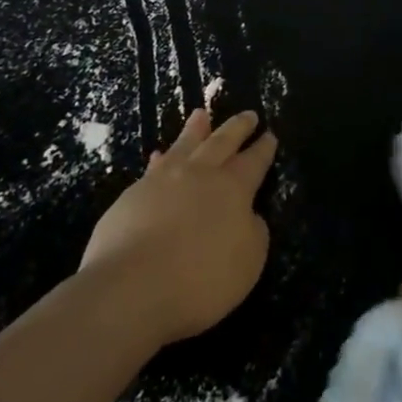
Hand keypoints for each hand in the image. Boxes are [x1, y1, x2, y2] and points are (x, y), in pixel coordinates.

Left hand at [78, 109, 277, 347]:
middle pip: (223, 142)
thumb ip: (253, 233)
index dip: (263, 149)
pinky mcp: (133, 195)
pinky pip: (154, 168)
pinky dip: (161, 160)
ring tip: (201, 115)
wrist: (131, 287)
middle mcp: (200, 174)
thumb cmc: (200, 279)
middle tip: (248, 114)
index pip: (254, 162)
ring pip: (185, 145)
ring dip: (196, 130)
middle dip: (238, 128)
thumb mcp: (248, 262)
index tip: (270, 135)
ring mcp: (164, 181)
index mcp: (234, 189)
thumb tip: (248, 215)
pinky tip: (159, 156)